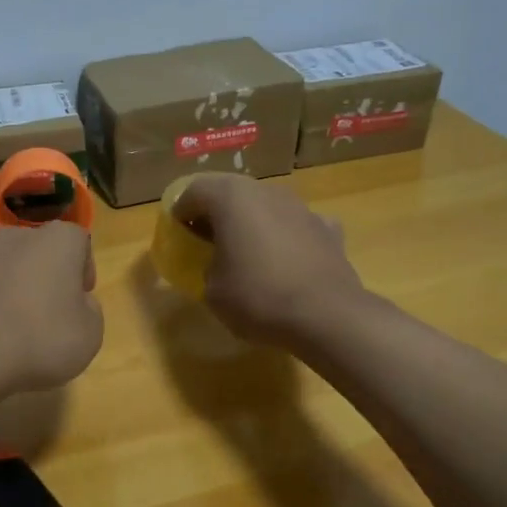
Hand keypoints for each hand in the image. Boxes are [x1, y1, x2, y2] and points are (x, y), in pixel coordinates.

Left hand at [0, 222, 103, 397]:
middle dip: (45, 277)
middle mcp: (14, 237)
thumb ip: (90, 310)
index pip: (78, 241)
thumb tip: (77, 303)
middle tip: (50, 314)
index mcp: (56, 241)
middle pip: (38, 252)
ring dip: (12, 291)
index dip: (83, 270)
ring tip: (14, 332)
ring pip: (4, 270)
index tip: (80, 299)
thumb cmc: (41, 339)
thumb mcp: (90, 334)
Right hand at [171, 175, 364, 346]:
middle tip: (207, 242)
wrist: (326, 315)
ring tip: (247, 254)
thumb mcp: (211, 290)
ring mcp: (302, 207)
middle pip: (232, 193)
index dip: (180, 212)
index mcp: (232, 198)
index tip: (178, 235)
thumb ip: (207, 266)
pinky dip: (287, 238)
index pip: (193, 190)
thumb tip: (218, 264)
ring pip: (266, 207)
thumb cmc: (258, 297)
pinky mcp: (328, 229)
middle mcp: (267, 191)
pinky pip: (296, 227)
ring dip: (253, 223)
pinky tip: (286, 262)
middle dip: (216, 214)